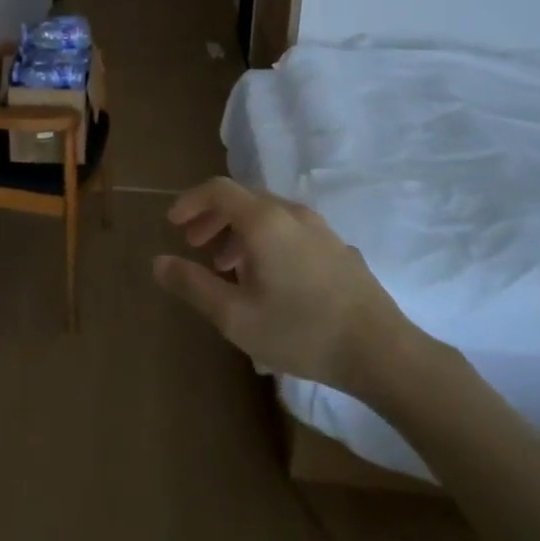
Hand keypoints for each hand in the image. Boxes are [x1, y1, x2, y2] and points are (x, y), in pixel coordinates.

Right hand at [153, 177, 415, 390]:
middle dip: (212, 218)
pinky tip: (268, 279)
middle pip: (243, 200)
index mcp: (264, 221)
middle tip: (193, 244)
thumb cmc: (300, 330)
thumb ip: (193, 285)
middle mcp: (292, 213)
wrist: (381, 351)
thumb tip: (158, 262)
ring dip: (239, 232)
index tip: (173, 224)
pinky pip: (290, 231)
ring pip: (268, 216)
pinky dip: (266, 241)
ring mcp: (320, 229)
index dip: (190, 201)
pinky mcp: (338, 248)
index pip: (218, 190)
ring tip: (226, 267)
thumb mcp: (235, 315)